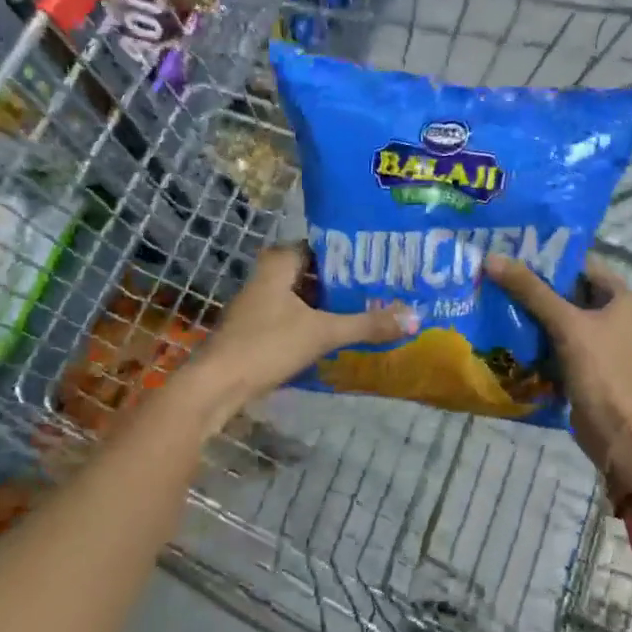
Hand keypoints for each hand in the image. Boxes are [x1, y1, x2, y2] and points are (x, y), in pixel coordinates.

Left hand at [198, 245, 416, 399]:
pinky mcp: (258, 329)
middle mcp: (268, 276)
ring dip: (332, 304)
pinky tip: (342, 334)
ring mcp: (260, 304)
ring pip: (305, 297)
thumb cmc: (267, 345)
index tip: (381, 261)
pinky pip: (296, 317)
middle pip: (316, 272)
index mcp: (280, 263)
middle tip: (383, 286)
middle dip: (346, 281)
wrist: (216, 386)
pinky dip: (317, 322)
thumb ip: (367, 324)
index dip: (352, 253)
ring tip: (371, 308)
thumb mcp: (323, 333)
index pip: (322, 245)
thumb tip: (414, 317)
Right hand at [484, 254, 631, 496]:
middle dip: (534, 284)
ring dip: (531, 311)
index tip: (510, 250)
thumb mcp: (565, 325)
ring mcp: (599, 340)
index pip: (580, 263)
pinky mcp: (584, 363)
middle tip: (494, 272)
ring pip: (559, 316)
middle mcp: (613, 313)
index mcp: (620, 296)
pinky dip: (536, 336)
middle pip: (567, 289)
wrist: (617, 433)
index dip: (547, 256)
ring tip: (493, 296)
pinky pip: (556, 340)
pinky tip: (506, 330)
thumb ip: (531, 290)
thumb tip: (493, 258)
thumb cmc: (600, 371)